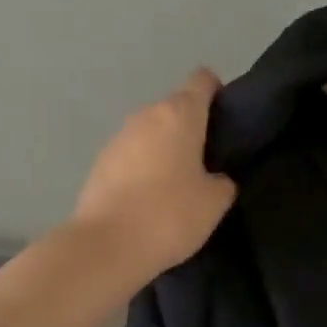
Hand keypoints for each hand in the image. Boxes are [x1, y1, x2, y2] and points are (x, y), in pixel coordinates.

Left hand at [73, 69, 237, 279]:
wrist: (106, 245)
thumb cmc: (169, 215)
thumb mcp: (214, 202)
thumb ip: (222, 180)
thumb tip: (215, 177)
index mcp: (179, 114)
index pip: (202, 80)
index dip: (217, 92)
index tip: (226, 120)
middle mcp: (146, 115)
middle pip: (175, 107)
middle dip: (192, 126)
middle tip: (208, 161)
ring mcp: (118, 137)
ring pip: (151, 131)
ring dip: (164, 148)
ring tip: (177, 184)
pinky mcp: (99, 162)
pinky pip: (131, 155)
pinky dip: (142, 167)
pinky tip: (148, 198)